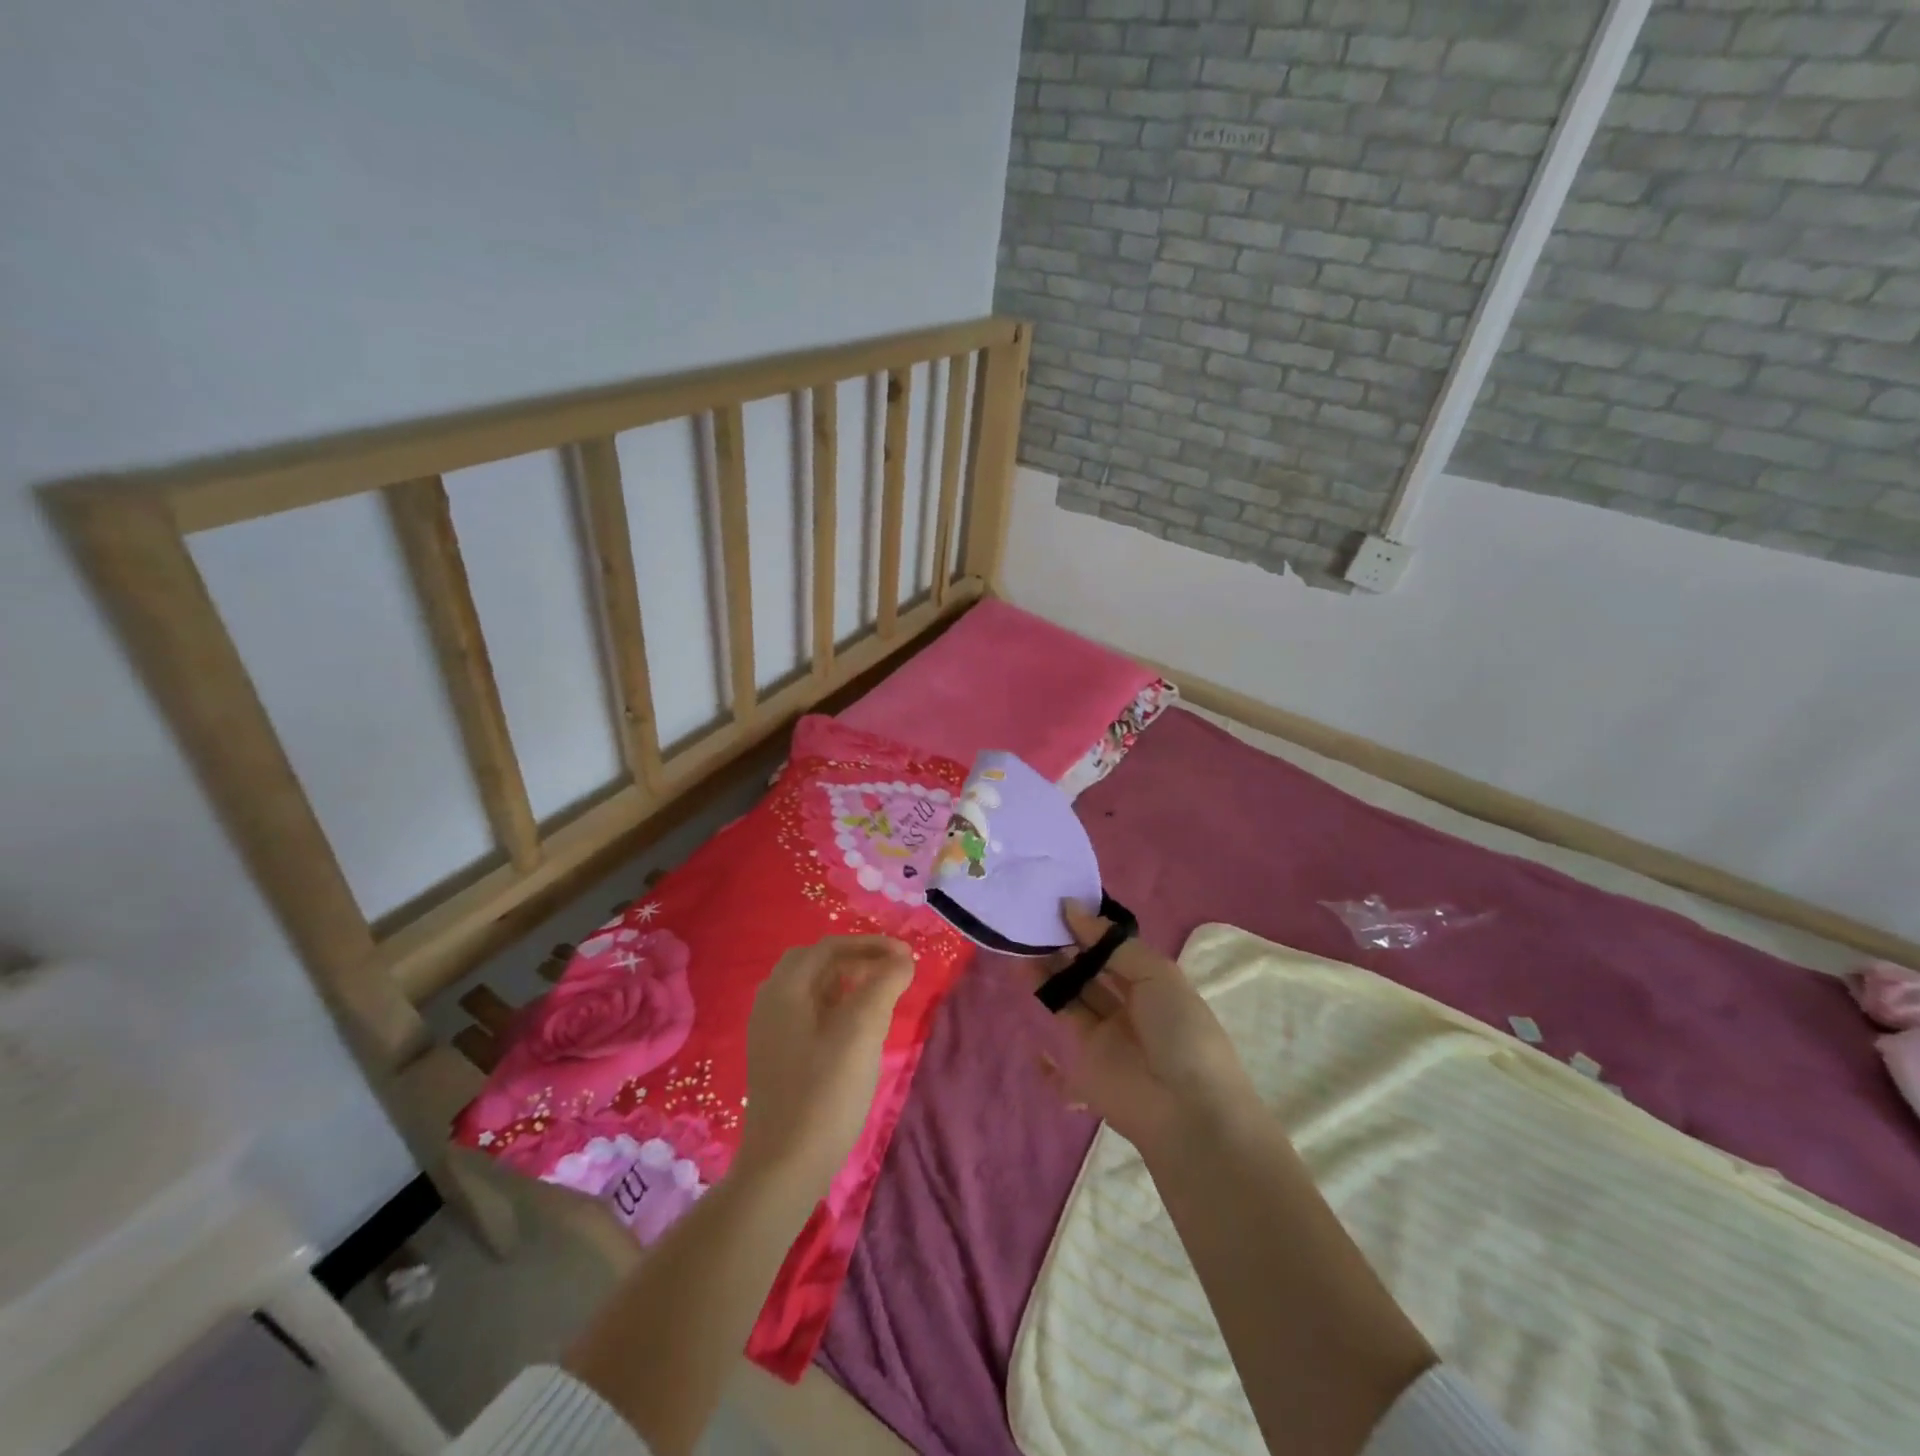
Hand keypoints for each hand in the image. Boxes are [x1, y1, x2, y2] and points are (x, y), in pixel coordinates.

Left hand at [735, 936, 912, 1197]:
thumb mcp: (862, 1031)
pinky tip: (857, 1030)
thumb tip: (902, 958)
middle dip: (856, 959)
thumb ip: (883, 985)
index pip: (829, 947)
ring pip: (812, 990)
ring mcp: (770, 1032)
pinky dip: (837, 1007)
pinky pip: (809, 1014)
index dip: (870, 944)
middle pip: (816, 963)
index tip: (906, 956)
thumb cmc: (825, 1093)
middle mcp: (770, 1002)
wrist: (783, 1168)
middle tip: (891, 972)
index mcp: (784, 989)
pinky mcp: (777, 1057)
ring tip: (880, 997)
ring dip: (847, 983)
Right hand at [1035, 904, 1259, 1156]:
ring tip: (1020, 948)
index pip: (1114, 949)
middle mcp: (1129, 1007)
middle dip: (1064, 949)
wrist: (1187, 1110)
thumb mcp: (1157, 975)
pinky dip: (1043, 1051)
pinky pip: (1059, 1056)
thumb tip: (1072, 909)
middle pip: (1089, 972)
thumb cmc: (1179, 1032)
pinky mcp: (1086, 1070)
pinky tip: (1026, 1028)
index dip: (1088, 929)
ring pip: (1071, 1000)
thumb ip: (1112, 944)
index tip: (1057, 905)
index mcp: (1152, 983)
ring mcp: (1106, 1039)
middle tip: (1033, 924)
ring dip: (1048, 976)